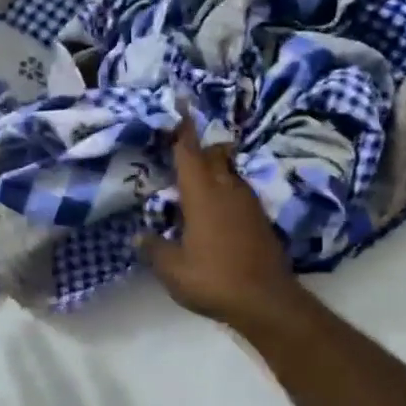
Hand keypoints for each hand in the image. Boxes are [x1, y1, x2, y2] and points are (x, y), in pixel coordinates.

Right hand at [139, 121, 304, 335]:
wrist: (266, 301)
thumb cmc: (213, 279)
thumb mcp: (172, 269)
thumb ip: (154, 248)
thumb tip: (139, 236)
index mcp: (203, 195)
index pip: (190, 152)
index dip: (182, 129)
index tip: (180, 104)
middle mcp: (227, 190)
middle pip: (214, 156)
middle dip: (199, 146)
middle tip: (181, 144)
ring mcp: (248, 204)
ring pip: (229, 173)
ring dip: (213, 168)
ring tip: (195, 176)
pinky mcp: (260, 219)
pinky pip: (238, 192)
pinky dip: (224, 190)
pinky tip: (215, 206)